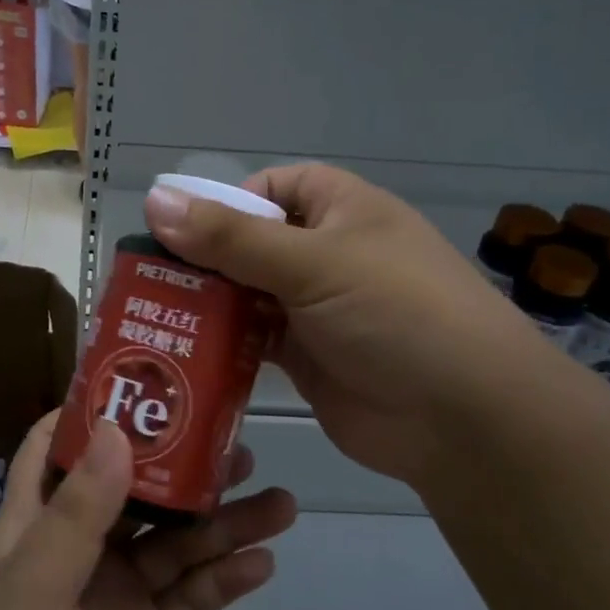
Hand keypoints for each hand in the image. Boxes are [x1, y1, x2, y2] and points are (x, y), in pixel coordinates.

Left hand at [0, 413, 295, 609]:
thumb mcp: (29, 587)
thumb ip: (77, 513)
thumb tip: (117, 428)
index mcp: (36, 523)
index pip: (60, 449)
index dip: (97, 413)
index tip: (147, 380)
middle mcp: (80, 551)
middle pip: (140, 494)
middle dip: (186, 469)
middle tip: (242, 444)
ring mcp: (116, 598)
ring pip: (178, 546)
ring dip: (224, 525)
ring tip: (279, 501)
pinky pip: (192, 601)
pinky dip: (225, 581)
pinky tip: (263, 562)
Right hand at [145, 163, 551, 484]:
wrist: (464, 421)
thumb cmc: (396, 315)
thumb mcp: (314, 264)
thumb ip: (231, 238)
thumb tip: (155, 198)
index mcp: (343, 211)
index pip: (275, 188)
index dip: (230, 201)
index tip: (184, 230)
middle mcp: (328, 255)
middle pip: (252, 243)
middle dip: (205, 258)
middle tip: (145, 278)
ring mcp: (317, 310)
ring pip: (248, 295)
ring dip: (208, 304)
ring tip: (150, 314)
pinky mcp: (306, 359)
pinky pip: (253, 341)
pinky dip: (223, 344)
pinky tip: (182, 351)